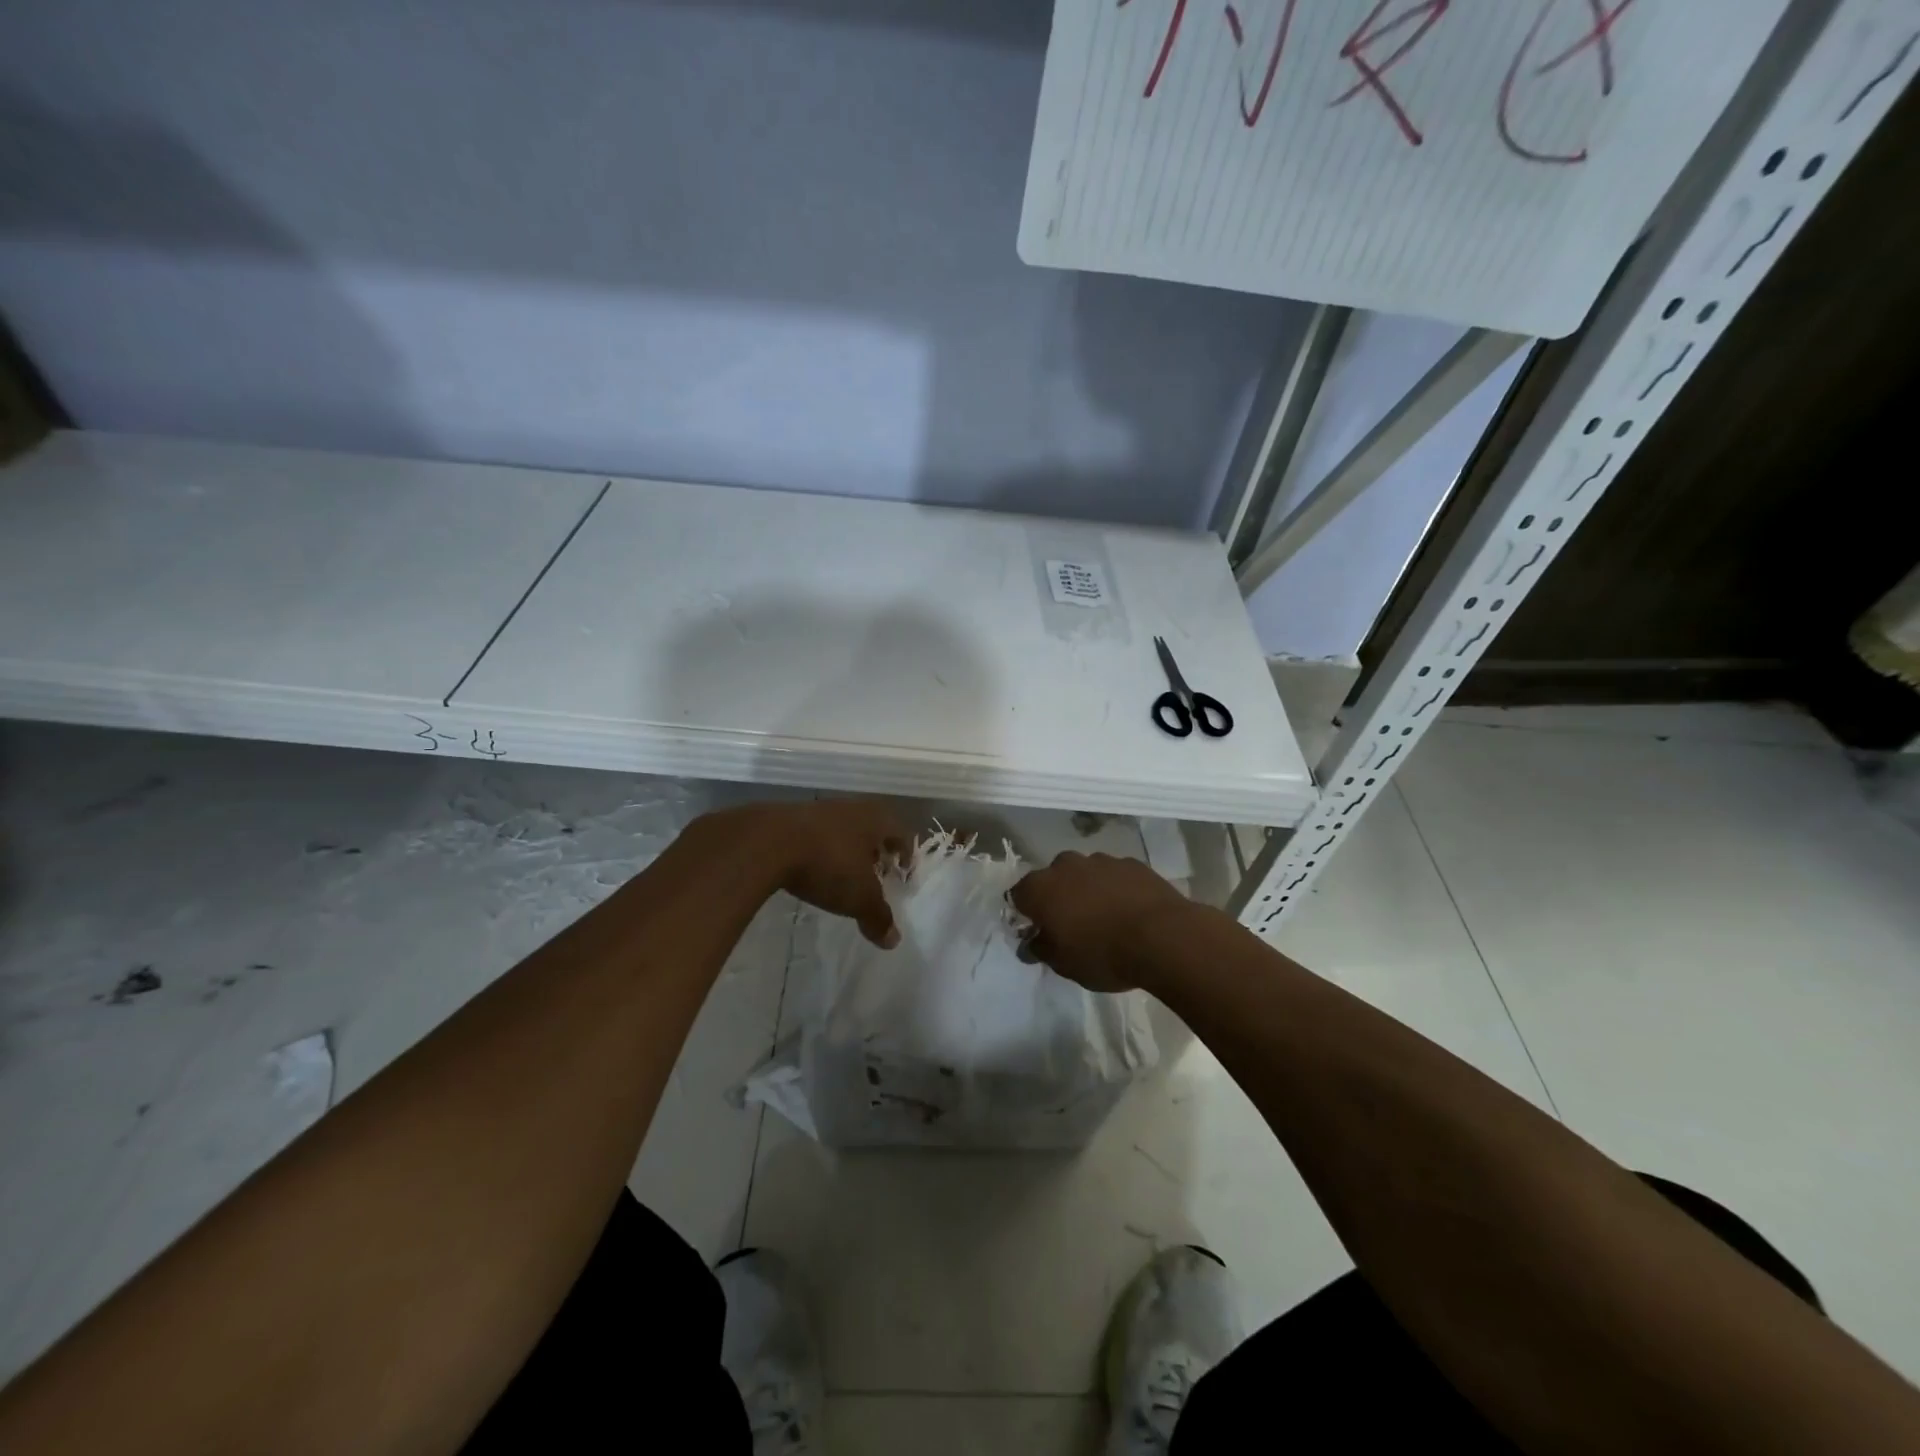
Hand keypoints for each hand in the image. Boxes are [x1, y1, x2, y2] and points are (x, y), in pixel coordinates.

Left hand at [756, 799, 910, 948]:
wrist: (767, 842)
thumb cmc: (827, 864)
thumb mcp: (859, 897)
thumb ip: (878, 917)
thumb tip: (893, 940)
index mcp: (875, 819)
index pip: (901, 832)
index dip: (905, 853)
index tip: (903, 871)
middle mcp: (851, 808)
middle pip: (872, 827)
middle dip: (876, 850)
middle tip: (877, 872)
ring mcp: (818, 810)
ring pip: (843, 829)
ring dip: (847, 849)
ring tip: (844, 874)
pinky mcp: (789, 818)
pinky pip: (815, 834)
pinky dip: (820, 850)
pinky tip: (813, 869)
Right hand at [1009, 851, 1192, 992]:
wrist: (1162, 937)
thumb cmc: (1102, 954)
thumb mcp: (1063, 964)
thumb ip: (1040, 949)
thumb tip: (1030, 944)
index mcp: (1041, 888)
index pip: (1018, 895)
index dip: (1025, 913)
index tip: (1037, 931)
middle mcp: (1066, 865)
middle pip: (1052, 878)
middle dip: (1058, 897)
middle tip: (1071, 924)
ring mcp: (1101, 860)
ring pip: (1085, 873)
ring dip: (1088, 890)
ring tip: (1105, 918)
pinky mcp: (1132, 863)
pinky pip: (1114, 875)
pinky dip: (1116, 888)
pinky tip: (1129, 911)